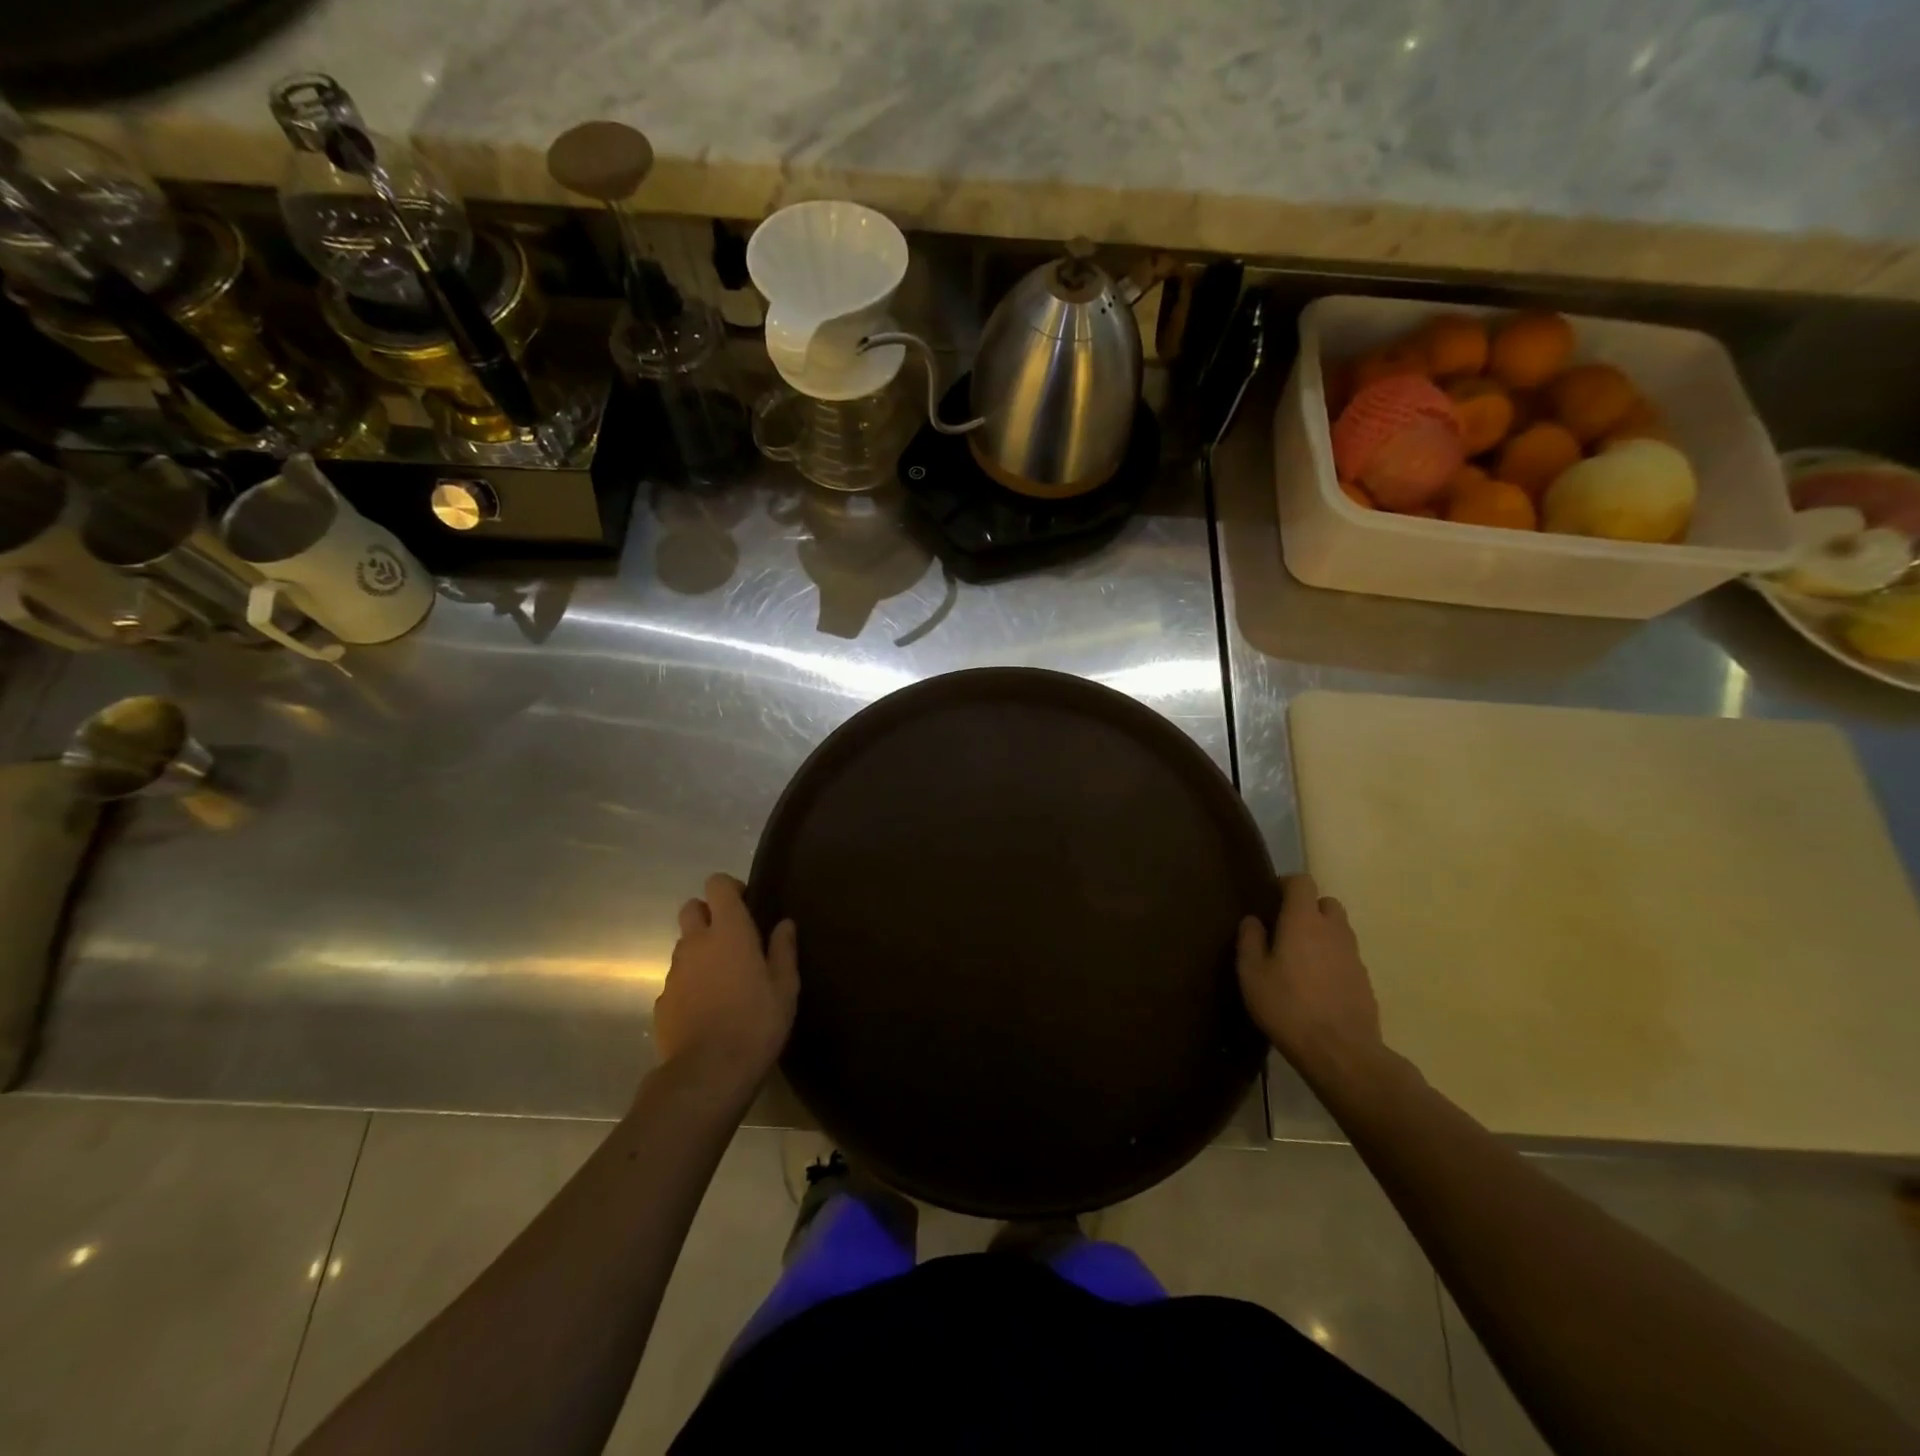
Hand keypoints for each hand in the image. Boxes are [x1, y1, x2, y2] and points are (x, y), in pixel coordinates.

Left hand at [653, 874, 797, 1100]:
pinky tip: (707, 1008)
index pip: (717, 885)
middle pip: (691, 908)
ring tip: (723, 979)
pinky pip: (677, 980)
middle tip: (733, 939)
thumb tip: (784, 924)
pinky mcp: (662, 1001)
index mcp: (729, 931)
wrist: (708, 1074)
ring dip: (700, 951)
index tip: (747, 905)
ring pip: (683, 946)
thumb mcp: (785, 986)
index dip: (730, 888)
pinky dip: (691, 983)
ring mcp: (674, 973)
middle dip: (708, 914)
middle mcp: (695, 943)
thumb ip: (783, 950)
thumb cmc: (756, 1022)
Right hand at [1237, 874, 1386, 1085]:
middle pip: (1326, 903)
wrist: (1341, 1052)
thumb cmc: (1288, 1006)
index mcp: (1303, 921)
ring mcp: (1354, 955)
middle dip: (1308, 908)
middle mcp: (1333, 930)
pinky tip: (1317, 985)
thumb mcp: (1252, 974)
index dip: (1286, 884)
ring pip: (1339, 930)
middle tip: (1286, 929)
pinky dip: (1332, 959)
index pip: (1302, 882)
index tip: (1271, 898)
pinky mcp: (1365, 980)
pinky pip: (1346, 956)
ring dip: (1321, 935)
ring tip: (1300, 959)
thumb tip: (1253, 920)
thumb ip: (1250, 940)